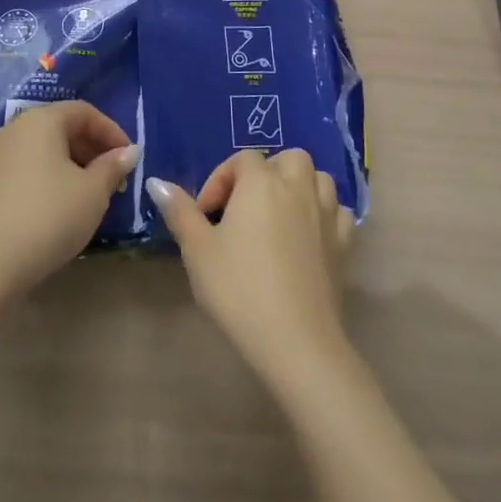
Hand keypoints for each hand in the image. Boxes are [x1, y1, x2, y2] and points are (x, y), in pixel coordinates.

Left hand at [0, 100, 137, 302]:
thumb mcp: (92, 194)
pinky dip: (27, 183)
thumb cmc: (48, 219)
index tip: (127, 157)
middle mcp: (7, 130)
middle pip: (54, 129)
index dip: (110, 131)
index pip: (83, 112)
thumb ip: (112, 167)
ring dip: (55, 166)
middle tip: (105, 178)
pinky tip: (35, 210)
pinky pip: (5, 175)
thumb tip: (128, 152)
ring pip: (28, 152)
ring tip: (72, 195)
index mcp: (39, 122)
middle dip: (84, 149)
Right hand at [147, 149, 355, 385]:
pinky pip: (336, 210)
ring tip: (277, 216)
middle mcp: (297, 187)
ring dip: (298, 187)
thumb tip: (157, 182)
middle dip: (266, 174)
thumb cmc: (239, 289)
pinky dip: (322, 213)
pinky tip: (307, 235)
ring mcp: (326, 214)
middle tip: (245, 208)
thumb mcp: (198, 251)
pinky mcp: (344, 243)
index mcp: (261, 182)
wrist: (296, 342)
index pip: (241, 160)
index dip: (220, 181)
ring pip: (317, 178)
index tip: (206, 216)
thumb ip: (179, 211)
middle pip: (287, 159)